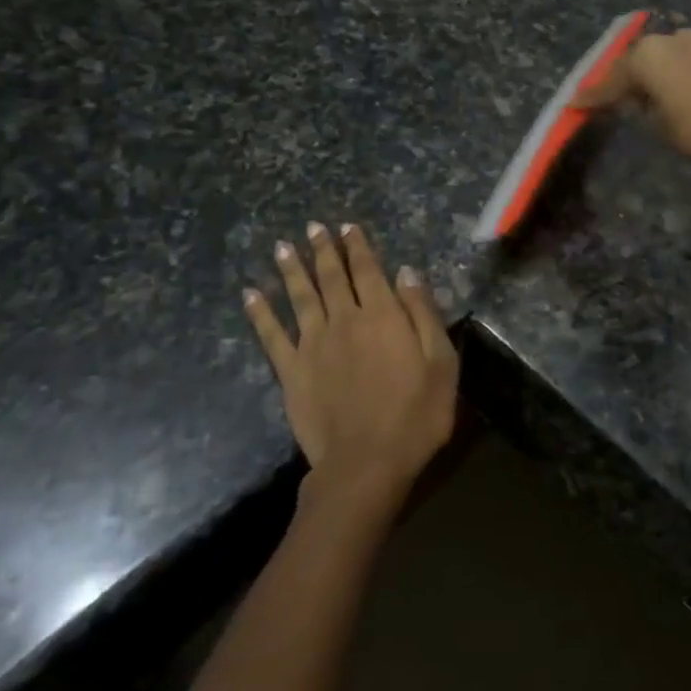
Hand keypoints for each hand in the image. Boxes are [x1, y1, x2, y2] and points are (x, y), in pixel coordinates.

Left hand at [244, 222, 458, 512]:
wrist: (367, 462)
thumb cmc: (416, 414)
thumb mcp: (440, 362)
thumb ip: (423, 313)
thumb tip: (407, 272)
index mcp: (382, 315)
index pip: (368, 270)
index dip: (358, 247)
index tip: (348, 227)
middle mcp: (344, 320)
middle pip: (331, 277)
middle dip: (324, 250)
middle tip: (314, 227)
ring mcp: (313, 345)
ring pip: (300, 297)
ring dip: (292, 270)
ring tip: (283, 246)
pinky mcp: (291, 372)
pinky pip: (271, 335)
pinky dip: (260, 313)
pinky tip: (250, 294)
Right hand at [576, 28, 690, 162]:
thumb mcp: (665, 129)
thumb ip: (648, 111)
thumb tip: (645, 102)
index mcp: (649, 57)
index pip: (613, 80)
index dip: (595, 96)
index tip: (576, 104)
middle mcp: (676, 38)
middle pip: (646, 59)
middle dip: (635, 78)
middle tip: (626, 97)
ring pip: (681, 54)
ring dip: (672, 72)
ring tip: (673, 92)